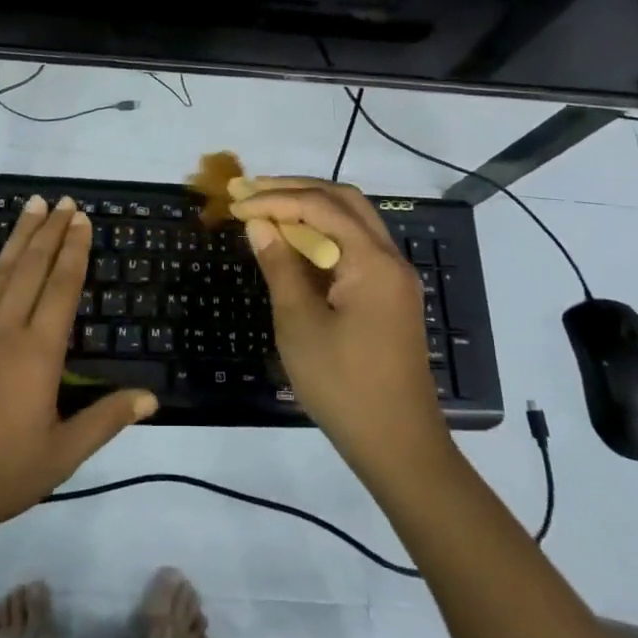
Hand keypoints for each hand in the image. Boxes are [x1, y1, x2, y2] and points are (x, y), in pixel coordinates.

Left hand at [0, 196, 157, 544]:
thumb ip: (105, 420)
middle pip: (33, 269)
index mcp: (38, 353)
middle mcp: (5, 330)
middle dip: (52, 231)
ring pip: (0, 271)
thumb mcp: (60, 456)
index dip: (75, 250)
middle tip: (64, 200)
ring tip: (34, 204)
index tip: (83, 220)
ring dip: (20, 235)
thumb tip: (151, 397)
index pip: (63, 288)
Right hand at [231, 178, 450, 481]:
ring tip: (268, 209)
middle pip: (344, 201)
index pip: (321, 206)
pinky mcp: (390, 296)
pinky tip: (296, 244)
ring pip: (353, 221)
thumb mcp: (300, 325)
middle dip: (296, 190)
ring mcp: (394, 278)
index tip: (237, 203)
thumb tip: (259, 223)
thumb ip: (280, 266)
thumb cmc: (344, 386)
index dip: (275, 199)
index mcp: (372, 261)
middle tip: (253, 191)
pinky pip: (356, 247)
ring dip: (311, 209)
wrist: (400, 447)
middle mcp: (390, 258)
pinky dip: (325, 236)